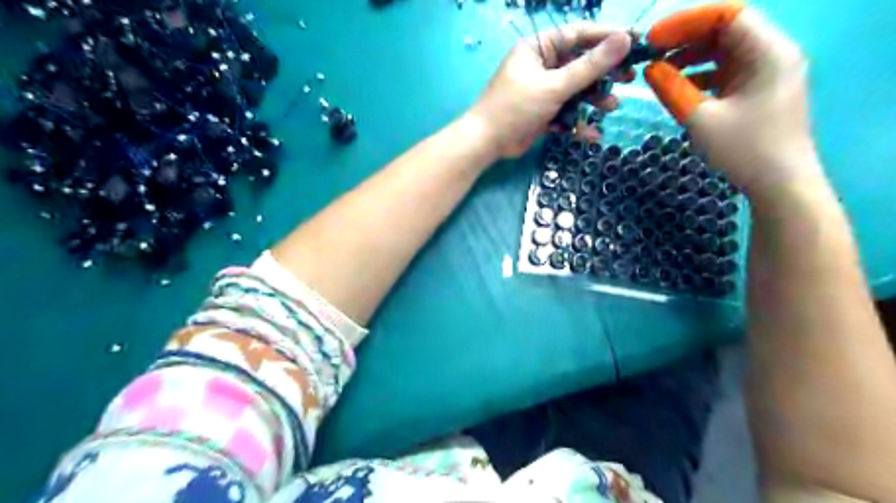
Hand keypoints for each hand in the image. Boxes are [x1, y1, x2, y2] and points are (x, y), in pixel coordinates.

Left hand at [469, 21, 628, 157]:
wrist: (486, 143)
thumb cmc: (516, 107)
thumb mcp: (555, 85)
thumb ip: (590, 66)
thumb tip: (625, 39)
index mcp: (539, 48)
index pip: (579, 35)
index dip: (608, 38)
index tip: (635, 43)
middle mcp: (541, 66)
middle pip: (580, 64)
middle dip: (603, 73)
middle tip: (628, 78)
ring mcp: (542, 91)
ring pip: (575, 90)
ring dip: (593, 99)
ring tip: (611, 107)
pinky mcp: (542, 113)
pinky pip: (565, 112)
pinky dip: (577, 121)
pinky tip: (591, 133)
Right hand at [645, 0, 825, 193]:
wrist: (779, 183)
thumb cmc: (744, 149)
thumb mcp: (701, 119)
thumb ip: (673, 89)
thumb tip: (651, 68)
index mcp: (768, 51)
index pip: (727, 15)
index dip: (687, 21)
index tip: (653, 38)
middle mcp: (772, 53)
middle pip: (727, 30)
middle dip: (686, 38)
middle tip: (652, 53)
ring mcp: (767, 72)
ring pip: (725, 51)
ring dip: (692, 56)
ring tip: (661, 70)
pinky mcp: (759, 90)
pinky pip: (727, 71)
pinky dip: (702, 74)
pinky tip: (680, 87)